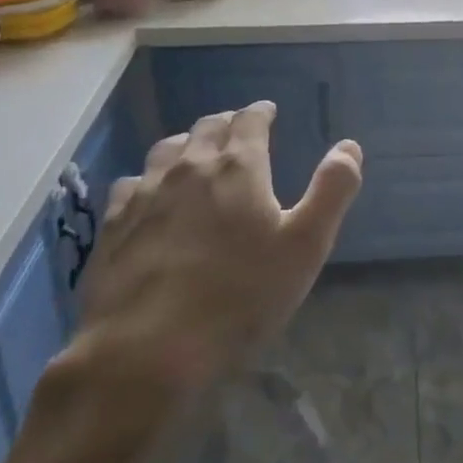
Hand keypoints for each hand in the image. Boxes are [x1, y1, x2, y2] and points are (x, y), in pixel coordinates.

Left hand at [63, 102, 362, 435]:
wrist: (145, 351)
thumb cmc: (239, 296)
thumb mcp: (305, 246)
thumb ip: (332, 191)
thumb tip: (350, 146)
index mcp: (238, 167)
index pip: (250, 120)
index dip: (261, 112)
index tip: (268, 111)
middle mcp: (190, 167)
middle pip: (207, 128)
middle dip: (226, 123)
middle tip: (238, 129)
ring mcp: (145, 194)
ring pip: (166, 149)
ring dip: (187, 144)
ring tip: (196, 153)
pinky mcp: (112, 225)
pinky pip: (131, 183)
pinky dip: (148, 178)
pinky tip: (149, 194)